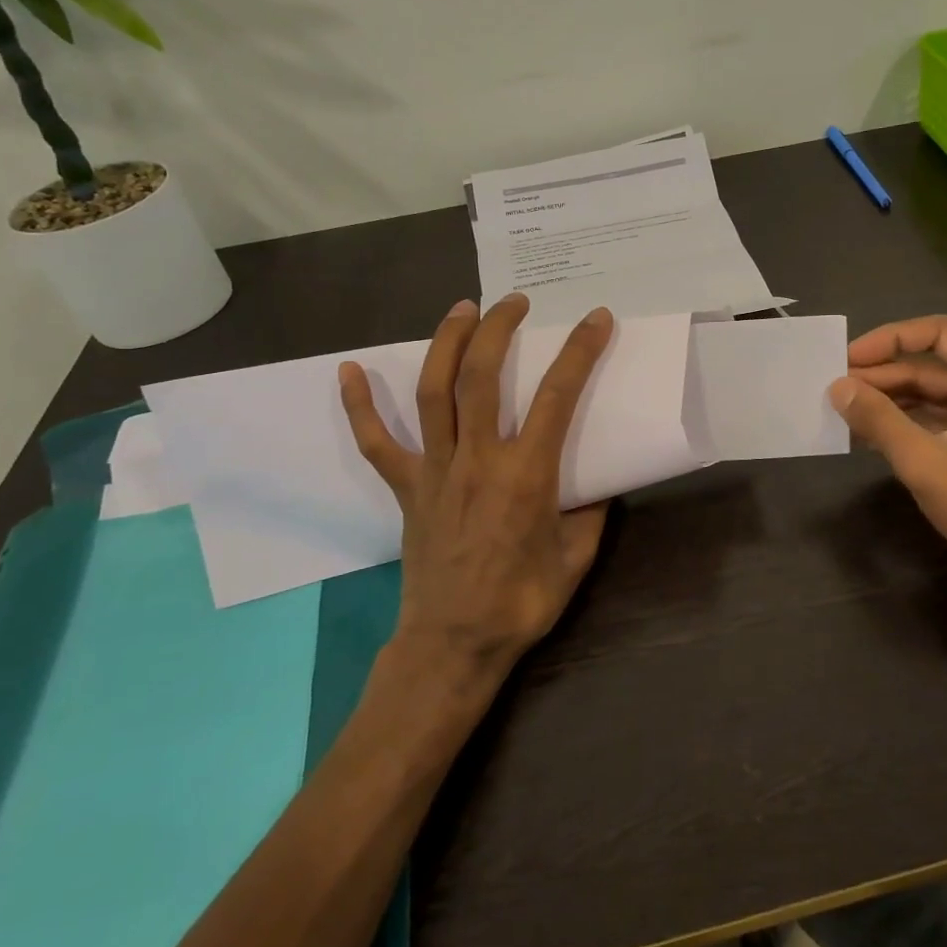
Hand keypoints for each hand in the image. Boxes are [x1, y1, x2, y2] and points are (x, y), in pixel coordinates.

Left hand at [339, 293, 614, 683]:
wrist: (454, 644)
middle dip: (498, 329)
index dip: (579, 352)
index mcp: (526, 475)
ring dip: (446, 343)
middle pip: (481, 377)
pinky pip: (376, 443)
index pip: (557, 396)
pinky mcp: (406, 488)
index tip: (595, 319)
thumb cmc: (522, 602)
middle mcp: (477, 460)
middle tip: (515, 302)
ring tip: (462, 309)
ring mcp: (435, 471)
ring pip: (433, 393)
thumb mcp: (576, 557)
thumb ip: (590, 511)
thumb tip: (597, 482)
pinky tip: (349, 371)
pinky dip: (359, 406)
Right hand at [829, 315, 946, 625]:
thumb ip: (879, 419)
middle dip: (881, 374)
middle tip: (834, 387)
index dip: (889, 339)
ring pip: (927, 394)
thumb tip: (836, 386)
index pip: (938, 333)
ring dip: (886, 400)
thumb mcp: (925, 461)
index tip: (848, 358)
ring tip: (841, 409)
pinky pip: (931, 420)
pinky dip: (899, 423)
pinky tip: (863, 432)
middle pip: (929, 365)